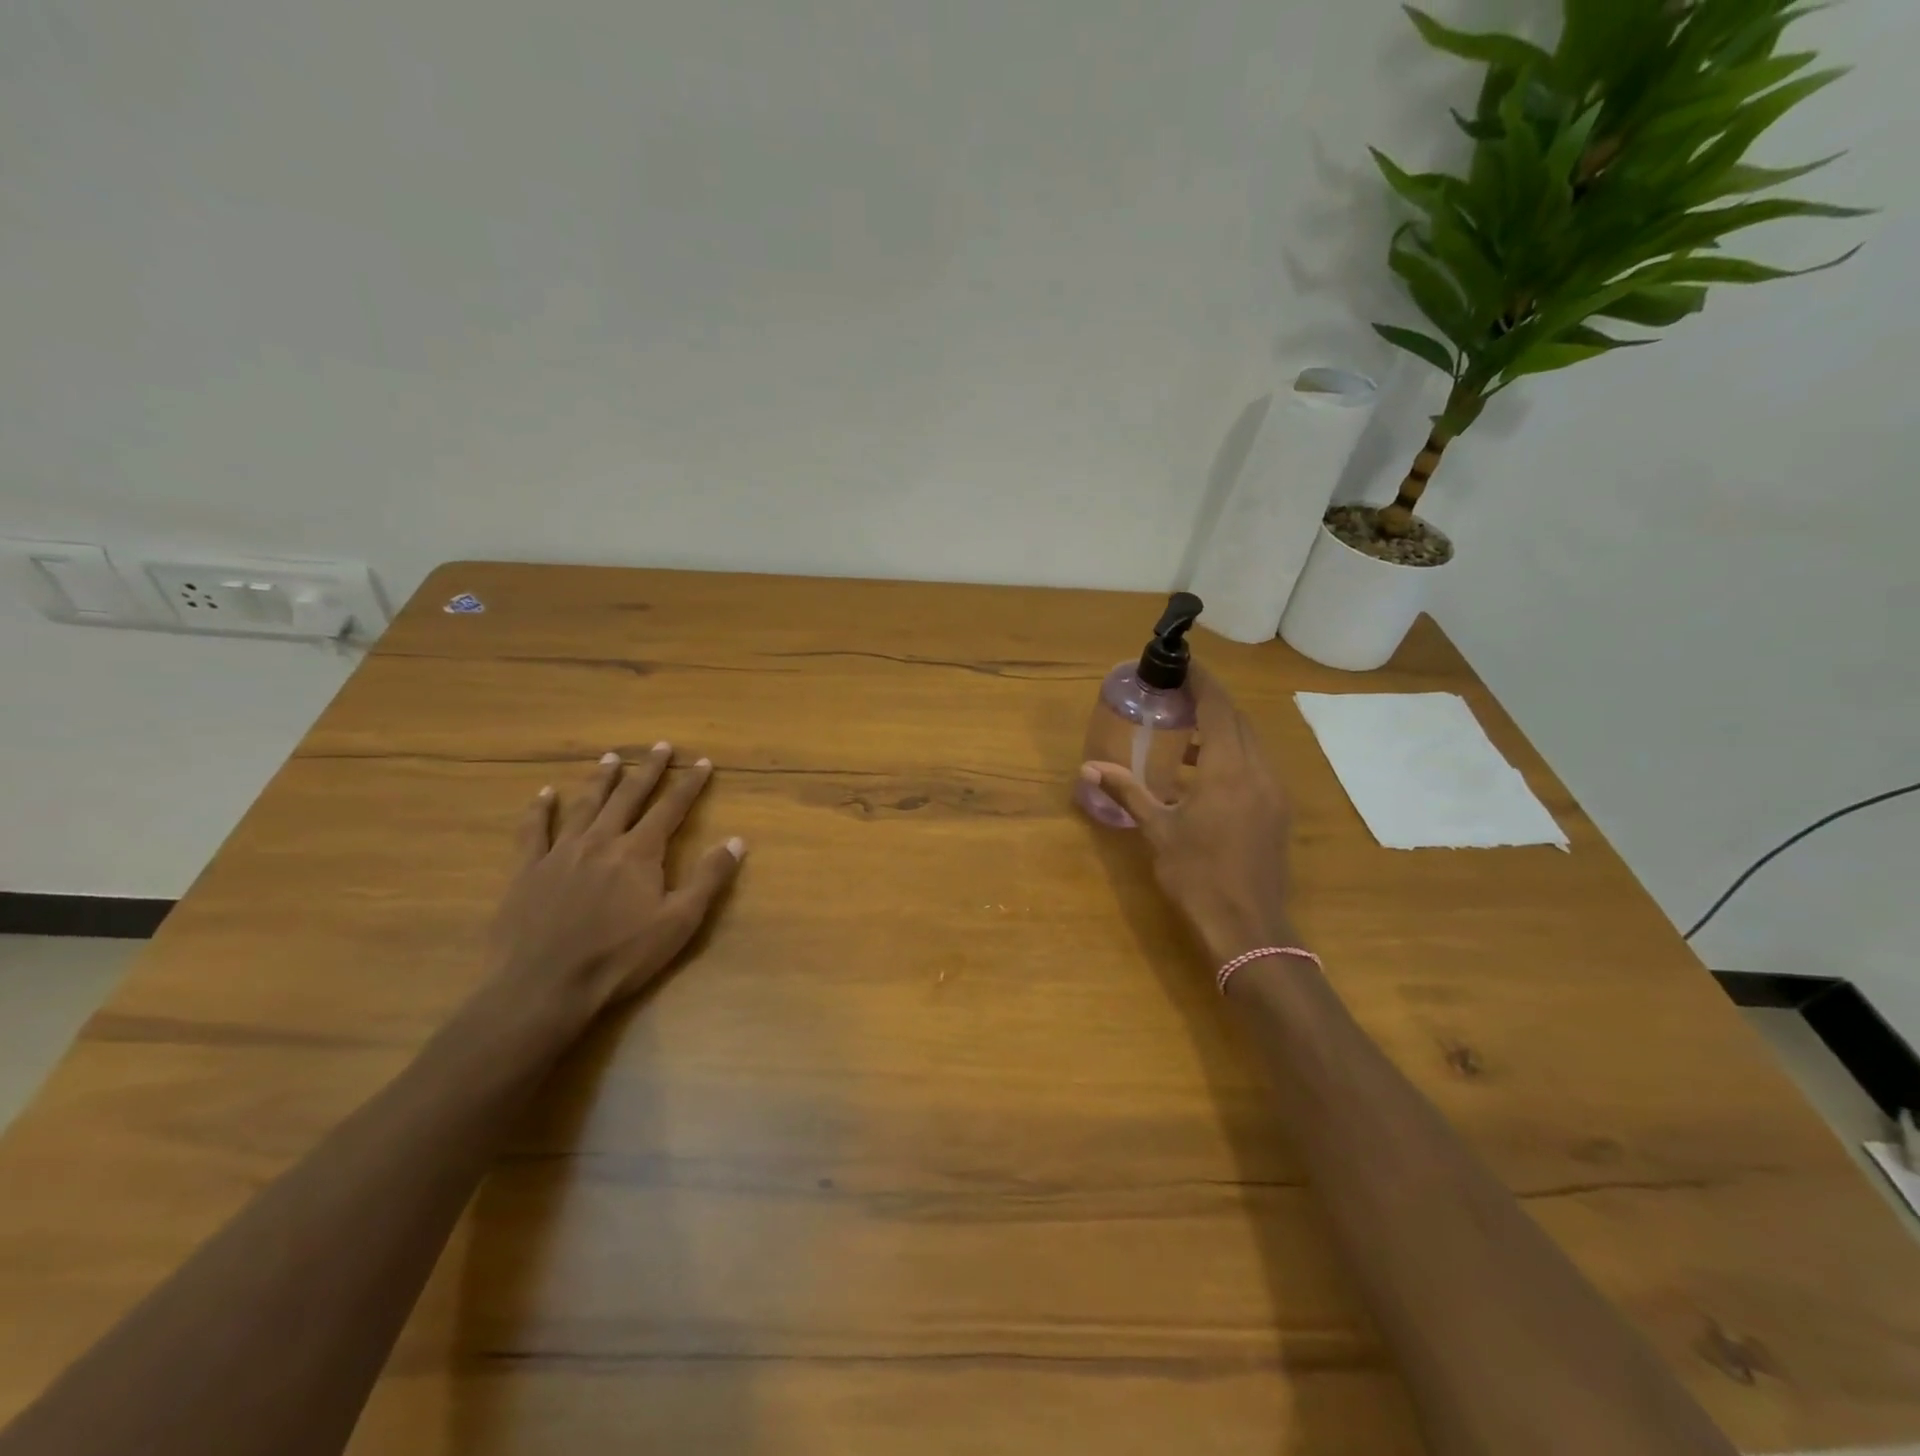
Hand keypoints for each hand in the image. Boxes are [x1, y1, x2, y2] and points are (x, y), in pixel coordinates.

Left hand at [485, 743, 745, 1020]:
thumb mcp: (678, 922)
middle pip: (628, 796)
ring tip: (611, 758)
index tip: (702, 762)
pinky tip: (543, 794)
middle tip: (661, 747)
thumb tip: (738, 840)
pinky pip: (533, 831)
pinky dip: (539, 810)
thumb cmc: (619, 958)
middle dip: (648, 770)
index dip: (689, 784)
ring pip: (584, 805)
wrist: (543, 986)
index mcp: (639, 852)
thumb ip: (709, 878)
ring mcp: (561, 853)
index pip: (671, 808)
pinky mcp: (528, 871)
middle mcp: (601, 841)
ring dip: (600, 780)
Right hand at [1081, 665, 1295, 965]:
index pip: (1219, 708)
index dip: (1202, 682)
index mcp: (1229, 769)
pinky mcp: (1277, 812)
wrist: (1248, 927)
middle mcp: (1258, 771)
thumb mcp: (1158, 830)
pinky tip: (1204, 773)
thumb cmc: (1197, 875)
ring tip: (1185, 730)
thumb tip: (1089, 769)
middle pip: (1239, 721)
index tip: (1182, 664)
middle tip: (1177, 693)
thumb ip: (1128, 792)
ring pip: (1251, 743)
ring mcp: (1274, 792)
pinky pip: (1256, 766)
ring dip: (1222, 729)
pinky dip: (1232, 754)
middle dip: (1211, 701)